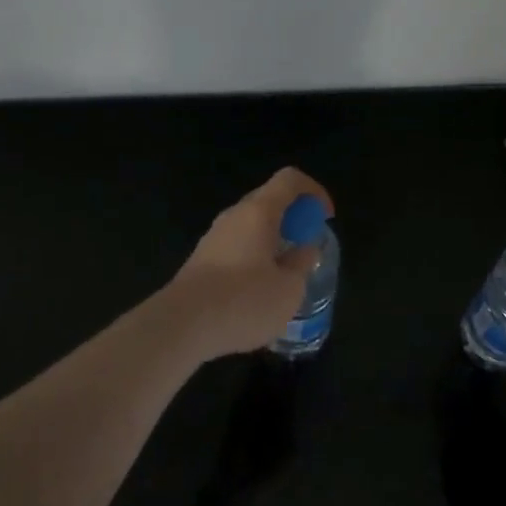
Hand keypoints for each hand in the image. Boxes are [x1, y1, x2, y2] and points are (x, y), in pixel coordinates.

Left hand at [163, 168, 332, 361]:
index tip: (325, 218)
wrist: (181, 326)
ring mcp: (214, 236)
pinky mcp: (201, 260)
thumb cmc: (243, 301)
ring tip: (285, 275)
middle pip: (270, 201)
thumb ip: (301, 264)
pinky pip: (237, 246)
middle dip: (294, 219)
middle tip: (306, 247)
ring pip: (251, 225)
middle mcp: (234, 215)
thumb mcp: (288, 289)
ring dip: (273, 240)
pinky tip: (257, 292)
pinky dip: (254, 257)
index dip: (314, 192)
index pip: (290, 180)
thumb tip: (304, 251)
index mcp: (259, 211)